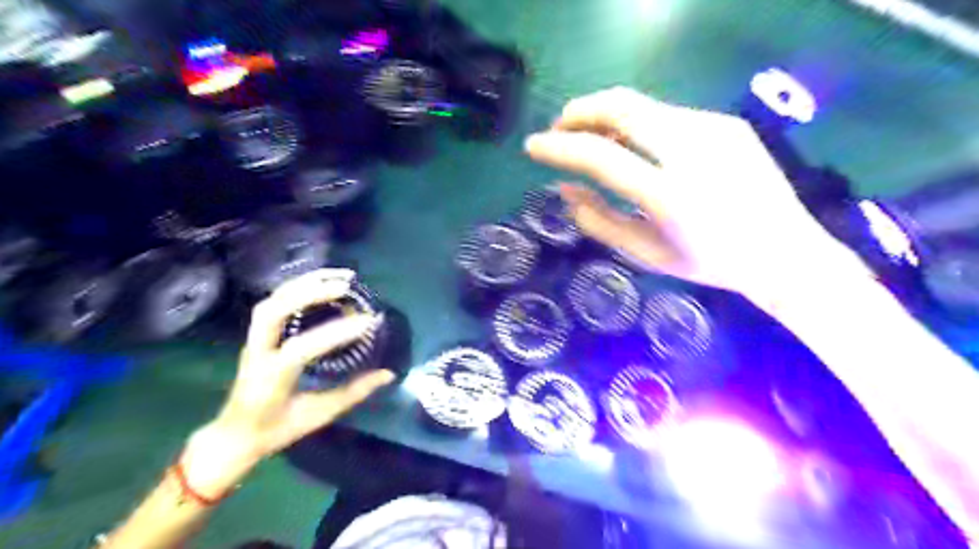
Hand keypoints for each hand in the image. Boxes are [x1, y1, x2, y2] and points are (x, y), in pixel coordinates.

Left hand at [178, 268, 393, 492]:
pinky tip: (323, 283)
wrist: (235, 433)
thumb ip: (353, 392)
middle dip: (310, 292)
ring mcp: (254, 340)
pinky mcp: (258, 334)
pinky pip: (275, 301)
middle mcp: (258, 352)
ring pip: (273, 299)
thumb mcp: (318, 415)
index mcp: (270, 378)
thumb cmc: (276, 428)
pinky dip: (299, 287)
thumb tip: (388, 374)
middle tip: (348, 285)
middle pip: (274, 309)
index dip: (335, 332)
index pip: (301, 348)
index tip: (368, 322)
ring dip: (305, 283)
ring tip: (340, 276)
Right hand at [528, 86, 862, 298]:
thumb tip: (564, 190)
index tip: (532, 146)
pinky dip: (636, 124)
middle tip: (559, 130)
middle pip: (621, 106)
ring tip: (590, 139)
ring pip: (642, 105)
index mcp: (668, 195)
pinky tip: (634, 146)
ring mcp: (714, 130)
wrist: (784, 251)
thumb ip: (599, 221)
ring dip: (605, 116)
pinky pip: (666, 115)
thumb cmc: (709, 263)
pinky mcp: (726, 122)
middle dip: (579, 112)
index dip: (558, 147)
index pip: (599, 156)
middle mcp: (692, 150)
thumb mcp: (646, 253)